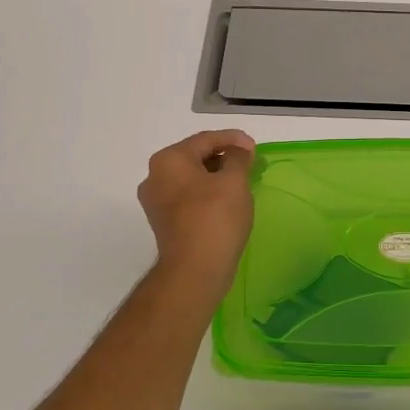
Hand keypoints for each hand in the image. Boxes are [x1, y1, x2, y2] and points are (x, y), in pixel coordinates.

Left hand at [137, 130, 256, 293]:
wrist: (194, 270)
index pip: (204, 139)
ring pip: (191, 178)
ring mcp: (156, 201)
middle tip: (249, 163)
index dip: (233, 139)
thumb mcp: (234, 181)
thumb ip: (237, 158)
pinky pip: (187, 198)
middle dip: (223, 157)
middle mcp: (155, 176)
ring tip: (241, 182)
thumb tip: (239, 149)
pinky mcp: (163, 222)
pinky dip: (206, 194)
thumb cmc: (215, 218)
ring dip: (216, 176)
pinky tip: (226, 201)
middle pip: (195, 157)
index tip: (254, 147)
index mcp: (168, 160)